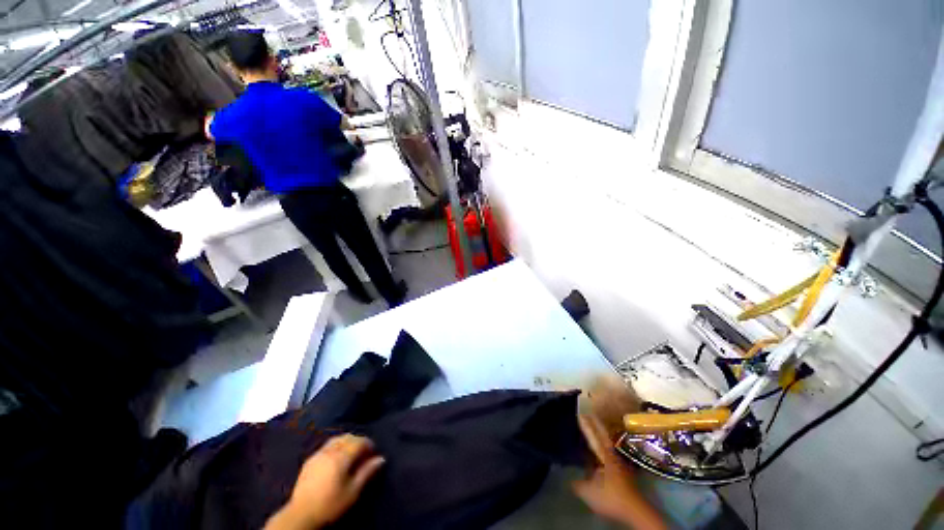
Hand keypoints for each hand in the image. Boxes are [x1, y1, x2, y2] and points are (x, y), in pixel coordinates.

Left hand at [265, 434, 385, 529]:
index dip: (369, 444)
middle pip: (348, 437)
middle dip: (358, 441)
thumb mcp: (352, 491)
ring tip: (351, 454)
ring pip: (336, 439)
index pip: (359, 441)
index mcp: (341, 456)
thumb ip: (367, 472)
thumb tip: (381, 458)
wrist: (300, 515)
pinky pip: (326, 446)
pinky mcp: (309, 460)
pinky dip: (335, 446)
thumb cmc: (330, 504)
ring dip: (346, 442)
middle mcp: (330, 450)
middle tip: (364, 453)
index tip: (373, 453)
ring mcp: (318, 454)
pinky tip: (336, 458)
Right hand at [573, 415, 666, 529]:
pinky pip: (608, 452)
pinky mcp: (621, 471)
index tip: (580, 413)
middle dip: (595, 424)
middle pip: (603, 436)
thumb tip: (568, 477)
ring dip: (600, 434)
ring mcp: (618, 463)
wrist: (635, 511)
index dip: (586, 425)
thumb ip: (577, 483)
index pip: (593, 435)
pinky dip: (602, 446)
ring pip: (607, 443)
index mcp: (604, 455)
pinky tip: (597, 450)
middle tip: (587, 414)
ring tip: (592, 427)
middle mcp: (612, 455)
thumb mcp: (589, 492)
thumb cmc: (611, 497)